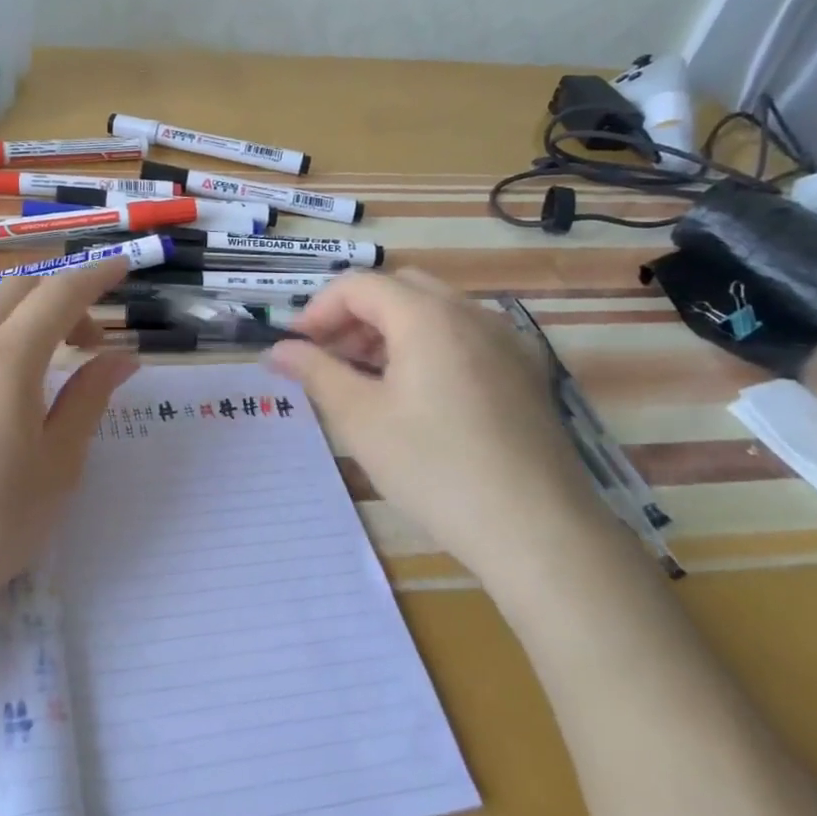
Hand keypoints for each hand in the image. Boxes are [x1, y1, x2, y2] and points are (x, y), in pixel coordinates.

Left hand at [0, 259, 137, 619]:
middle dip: (61, 297)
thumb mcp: (58, 465)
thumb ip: (89, 399)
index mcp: (6, 360)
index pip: (59, 294)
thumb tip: (121, 358)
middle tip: (89, 343)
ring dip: (14, 304)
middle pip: (16, 288)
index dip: (95, 276)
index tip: (122, 268)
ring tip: (36, 346)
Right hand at [266, 270, 607, 587]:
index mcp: (428, 316)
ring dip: (391, 330)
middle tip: (329, 358)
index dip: (317, 310)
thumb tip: (279, 350)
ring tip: (367, 379)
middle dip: (355, 315)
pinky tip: (417, 396)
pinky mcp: (525, 372)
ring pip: (435, 311)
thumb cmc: (434, 468)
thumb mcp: (360, 419)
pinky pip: (465, 337)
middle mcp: (471, 313)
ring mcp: (506, 341)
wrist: (537, 529)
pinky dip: (428, 347)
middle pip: (399, 289)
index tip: (294, 348)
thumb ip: (315, 372)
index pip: (359, 286)